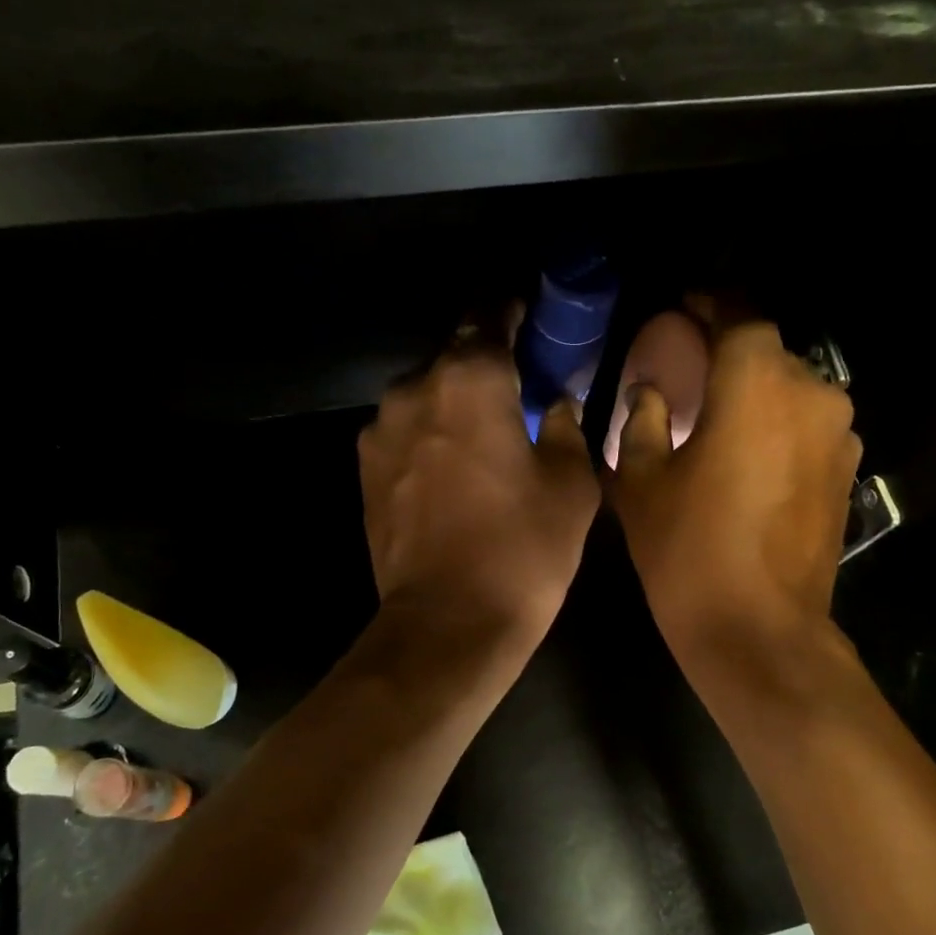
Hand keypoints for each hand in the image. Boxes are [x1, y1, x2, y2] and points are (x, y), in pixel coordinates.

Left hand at [359, 335, 599, 643]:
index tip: (527, 319)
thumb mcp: (571, 486)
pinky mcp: (364, 470)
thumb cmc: (522, 549)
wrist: (448, 622)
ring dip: (452, 407)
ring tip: (480, 441)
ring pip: (424, 398)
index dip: (510, 312)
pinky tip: (449, 474)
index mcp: (470, 379)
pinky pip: (403, 435)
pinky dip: (427, 440)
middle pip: (453, 359)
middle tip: (514, 395)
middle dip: (483, 370)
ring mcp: (380, 430)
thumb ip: (566, 427)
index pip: (488, 316)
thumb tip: (555, 405)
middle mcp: (414, 389)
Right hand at [608, 313, 860, 658]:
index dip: (710, 304)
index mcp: (756, 381)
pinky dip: (780, 426)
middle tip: (692, 371)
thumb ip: (642, 419)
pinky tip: (750, 456)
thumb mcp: (642, 479)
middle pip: (769, 351)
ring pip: (793, 390)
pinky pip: (809, 427)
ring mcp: (839, 434)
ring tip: (721, 416)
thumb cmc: (688, 547)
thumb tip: (649, 392)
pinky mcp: (848, 472)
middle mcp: (810, 392)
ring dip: (759, 392)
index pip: (738, 313)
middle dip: (731, 352)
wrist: (758, 627)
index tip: (685, 308)